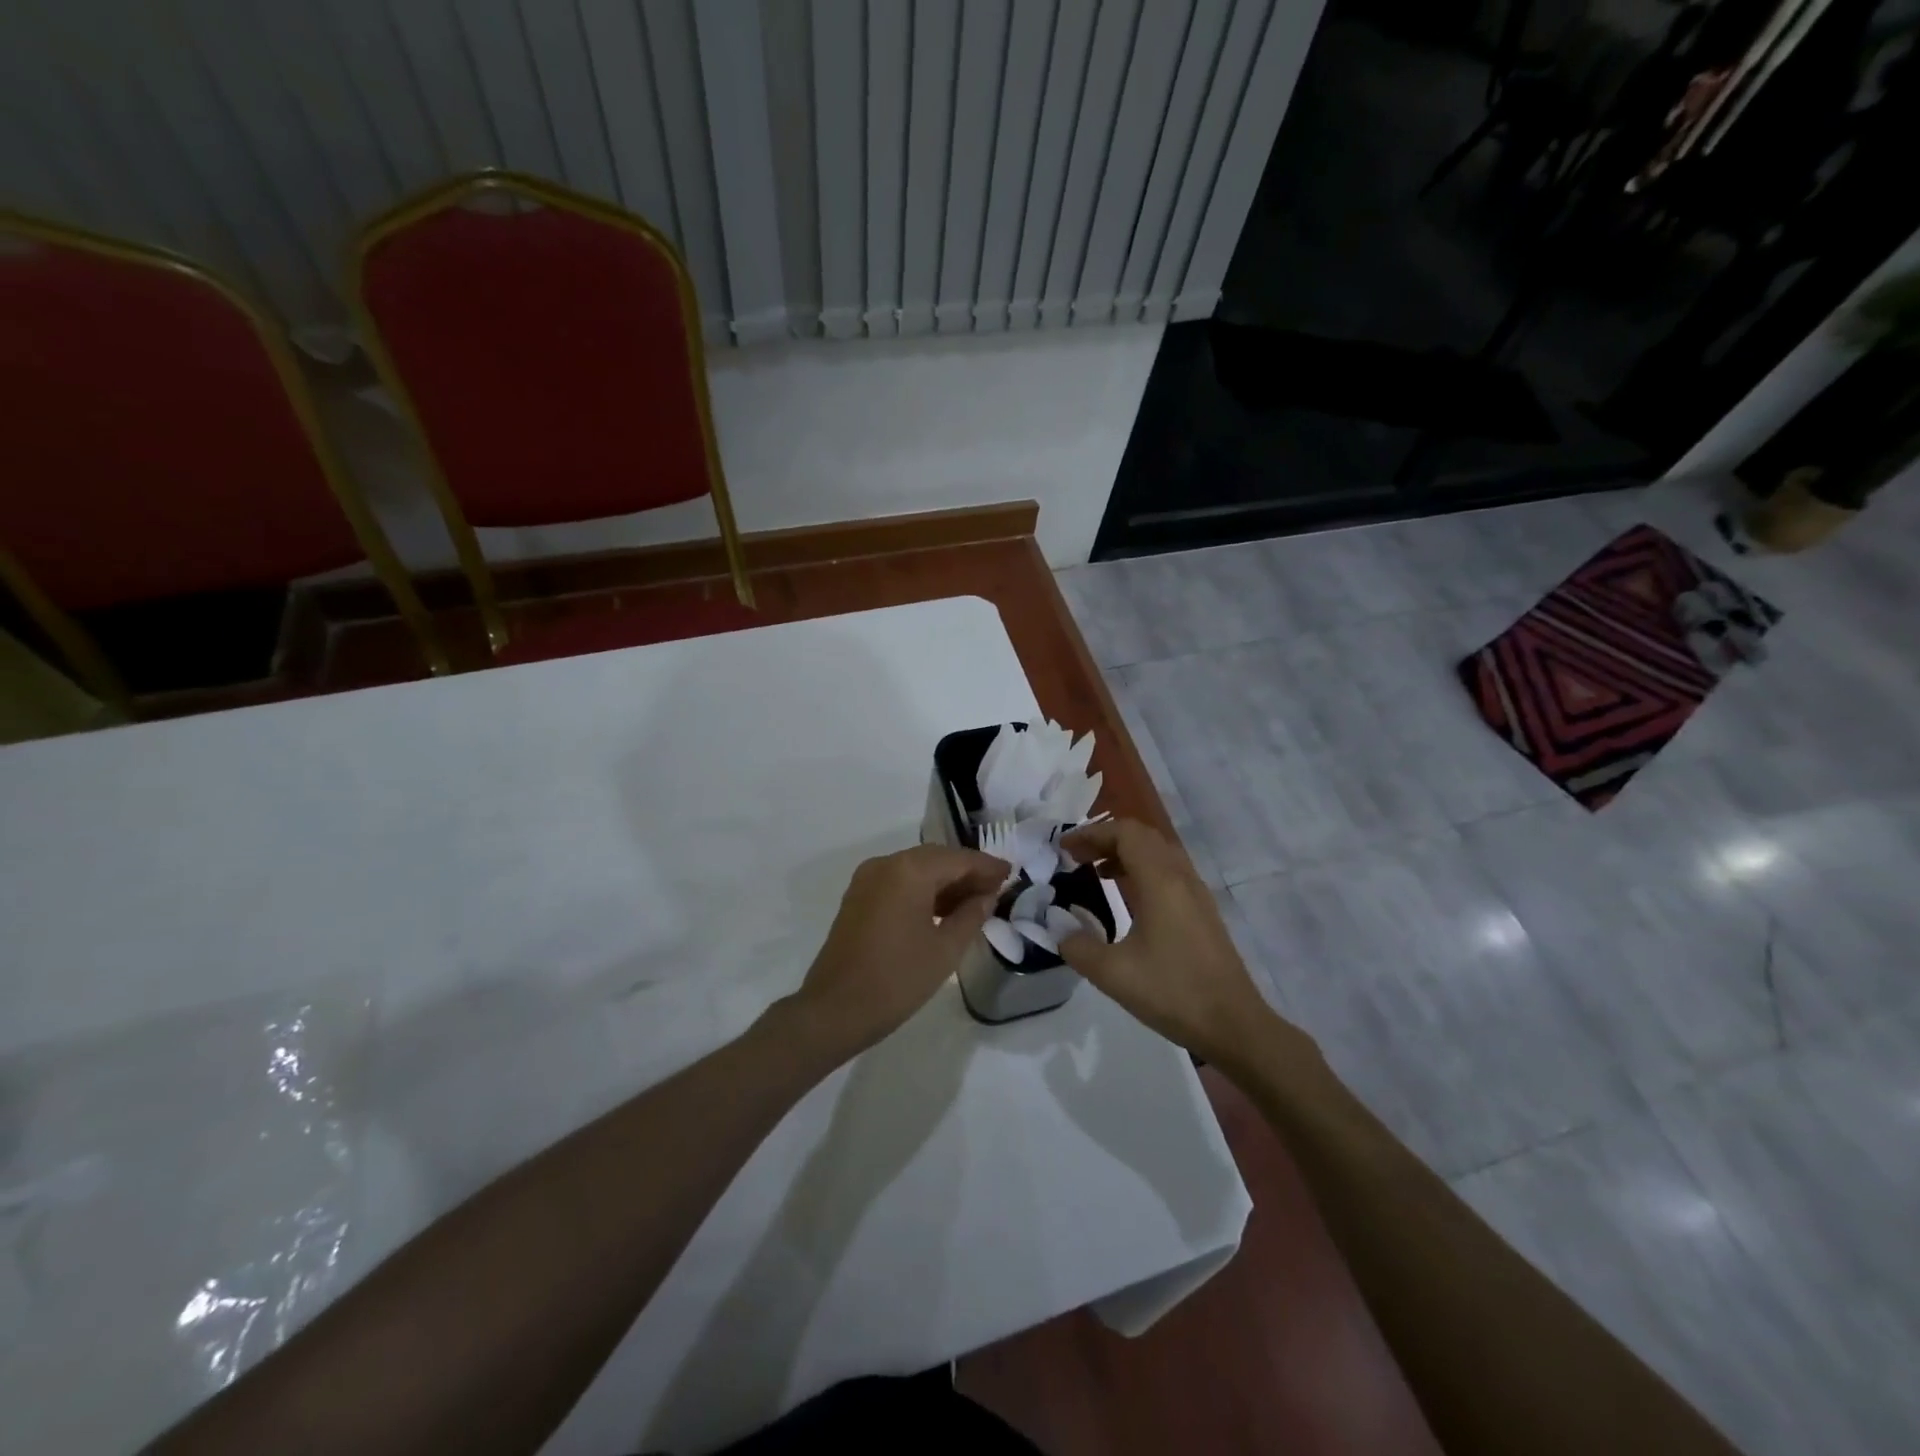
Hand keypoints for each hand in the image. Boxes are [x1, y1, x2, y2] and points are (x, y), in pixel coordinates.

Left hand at [788, 843, 1007, 1055]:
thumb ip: (971, 915)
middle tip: (996, 889)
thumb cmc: (897, 980)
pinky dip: (923, 890)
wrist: (834, 1009)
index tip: (1011, 874)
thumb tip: (987, 895)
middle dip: (967, 872)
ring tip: (975, 902)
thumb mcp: (945, 950)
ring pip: (916, 869)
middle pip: (936, 859)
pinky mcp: (858, 897)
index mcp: (909, 870)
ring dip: (945, 882)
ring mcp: (867, 879)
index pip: (958, 859)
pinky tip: (943, 910)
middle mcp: (886, 864)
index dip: (987, 866)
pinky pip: (899, 882)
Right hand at [1058, 819, 1295, 1068]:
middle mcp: (1181, 877)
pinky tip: (1126, 897)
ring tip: (1095, 871)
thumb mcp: (1113, 973)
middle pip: (1143, 836)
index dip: (1091, 833)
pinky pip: (1168, 872)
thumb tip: (1058, 928)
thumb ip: (1077, 946)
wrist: (1234, 1025)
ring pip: (1158, 853)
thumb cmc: (1173, 992)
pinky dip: (1141, 870)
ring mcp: (1196, 894)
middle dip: (1106, 838)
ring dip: (1125, 853)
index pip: (1125, 833)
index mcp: (1161, 881)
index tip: (1063, 849)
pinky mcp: (1202, 912)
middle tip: (1076, 856)